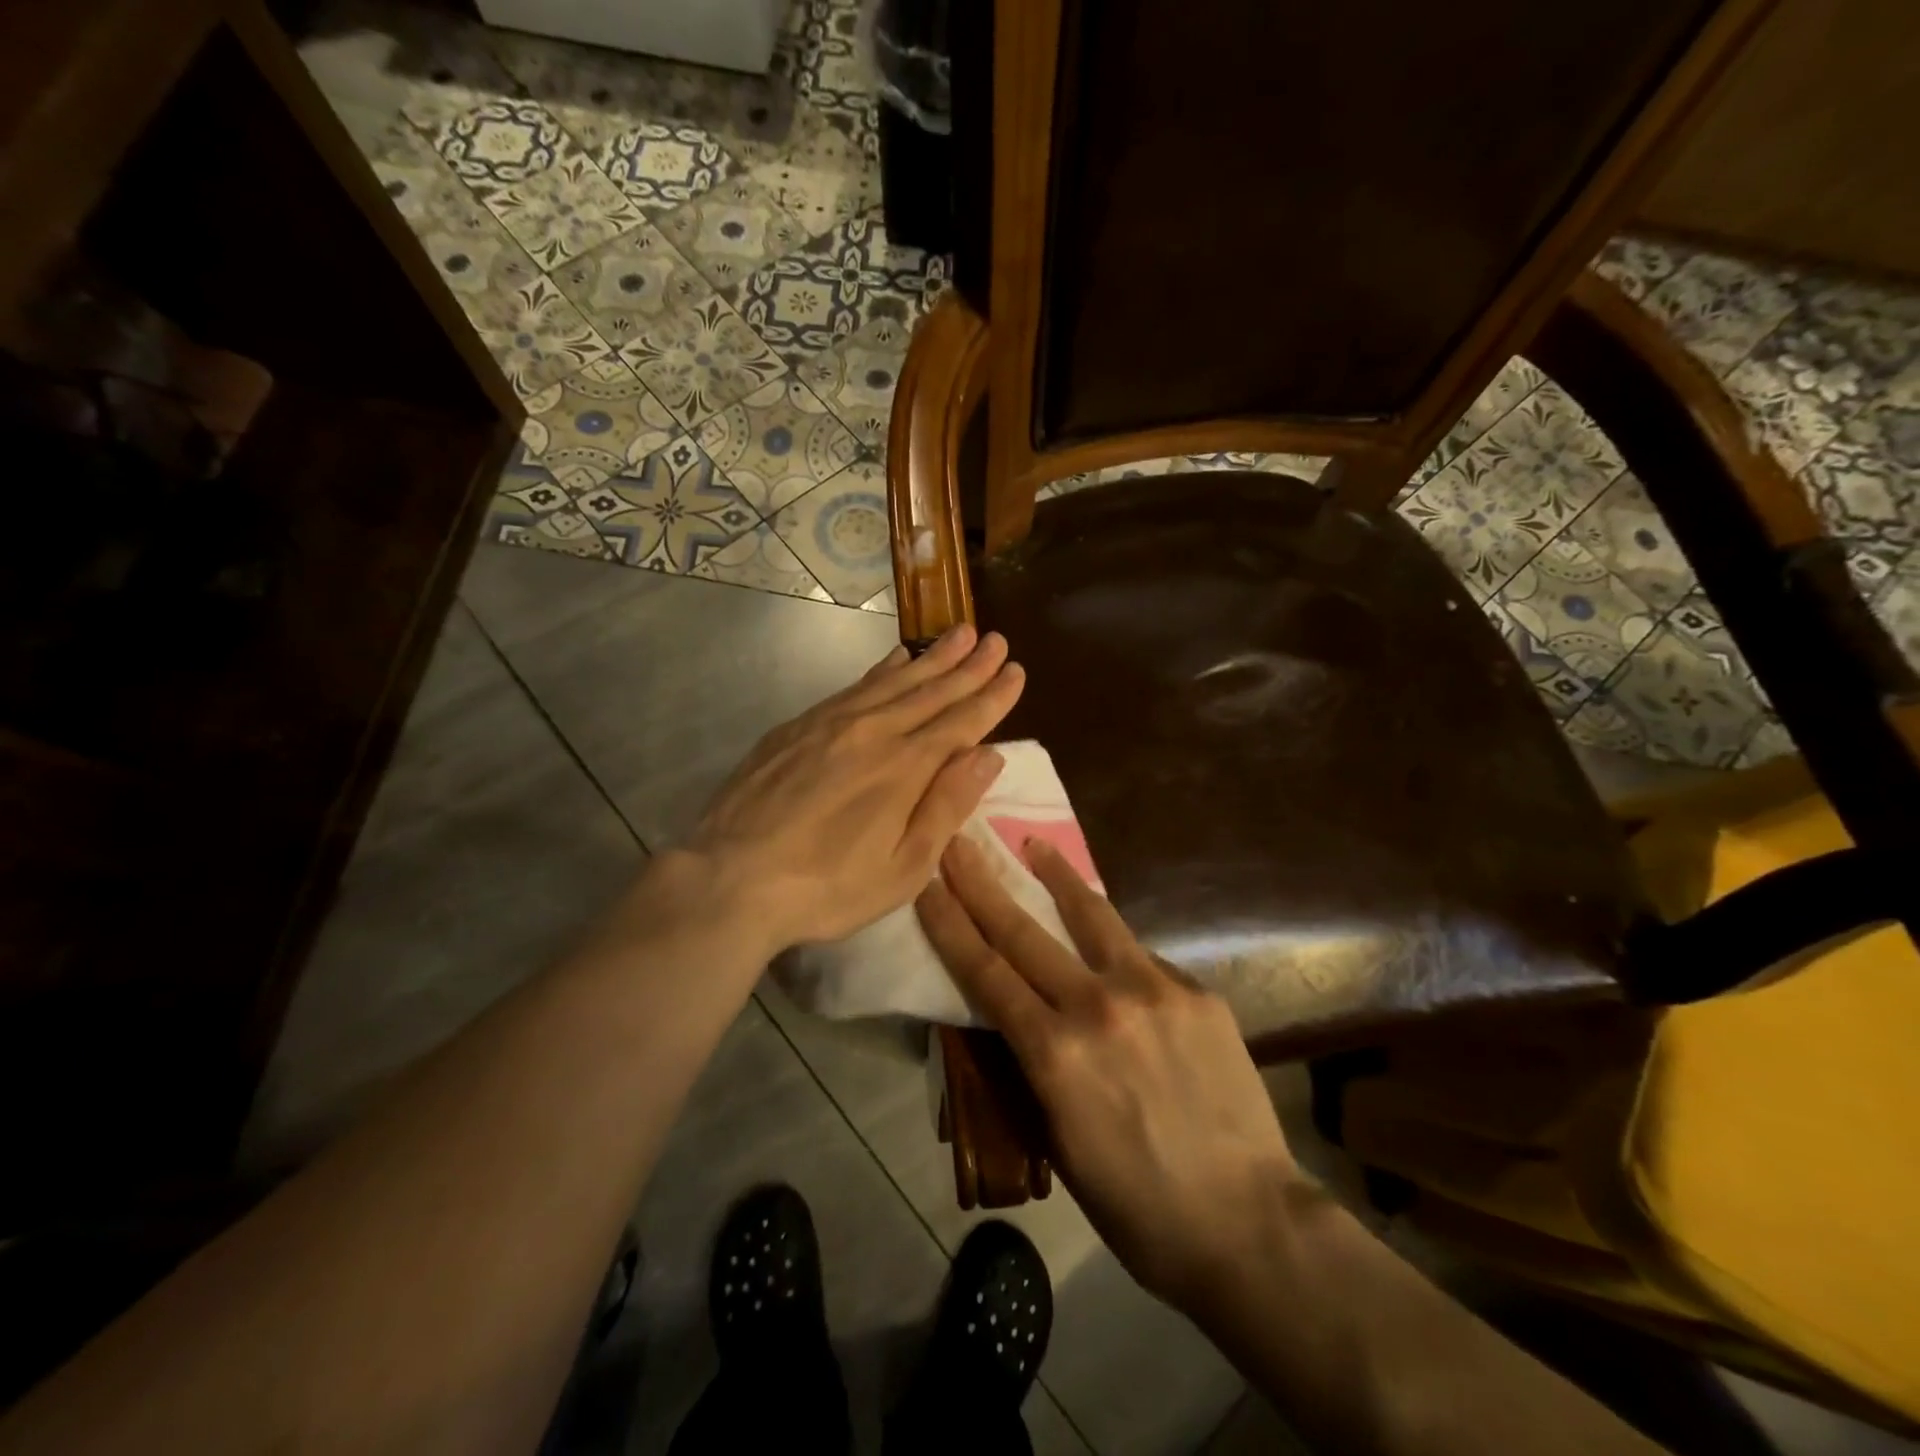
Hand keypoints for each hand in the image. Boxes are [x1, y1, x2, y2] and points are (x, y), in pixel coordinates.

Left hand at [679, 624, 1024, 954]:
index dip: (992, 696)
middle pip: (931, 691)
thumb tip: (988, 754)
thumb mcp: (903, 869)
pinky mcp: (797, 727)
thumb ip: (946, 807)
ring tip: (959, 634)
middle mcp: (873, 732)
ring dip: (931, 657)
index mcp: (905, 768)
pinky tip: (896, 659)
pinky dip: (882, 669)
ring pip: (893, 680)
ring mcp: (831, 723)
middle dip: (969, 666)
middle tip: (996, 639)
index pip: (961, 722)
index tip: (1015, 669)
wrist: (729, 878)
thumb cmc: (826, 889)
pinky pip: (853, 686)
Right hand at [916, 836, 1303, 1311]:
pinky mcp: (1196, 991)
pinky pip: (1142, 958)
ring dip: (1056, 876)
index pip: (985, 971)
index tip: (926, 879)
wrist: (1247, 1223)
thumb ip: (1031, 1067)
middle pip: (1024, 931)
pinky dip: (1114, 948)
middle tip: (959, 840)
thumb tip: (1014, 1016)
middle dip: (982, 882)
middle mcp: (1098, 1006)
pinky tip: (1111, 951)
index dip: (949, 922)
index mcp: (1054, 1053)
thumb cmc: (1136, 1204)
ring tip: (1034, 844)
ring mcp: (1153, 990)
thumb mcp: (1057, 1140)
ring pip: (1091, 917)